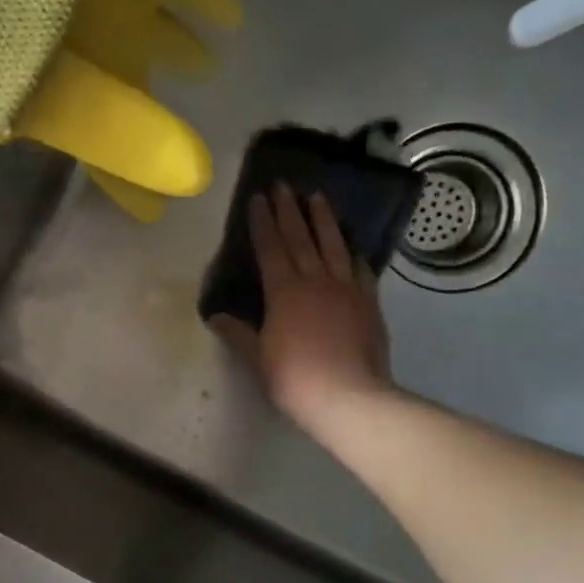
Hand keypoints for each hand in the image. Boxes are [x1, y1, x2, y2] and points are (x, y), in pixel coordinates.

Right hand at [214, 182, 396, 428]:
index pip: (270, 247)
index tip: (259, 197)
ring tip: (318, 196)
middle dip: (290, 210)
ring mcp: (346, 289)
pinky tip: (352, 246)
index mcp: (283, 291)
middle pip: (301, 238)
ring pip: (333, 245)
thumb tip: (215, 316)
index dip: (263, 221)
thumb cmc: (294, 378)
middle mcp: (315, 280)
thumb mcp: (257, 357)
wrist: (350, 397)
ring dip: (323, 219)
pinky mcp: (368, 303)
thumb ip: (237, 333)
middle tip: (285, 184)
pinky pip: (361, 270)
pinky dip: (354, 254)